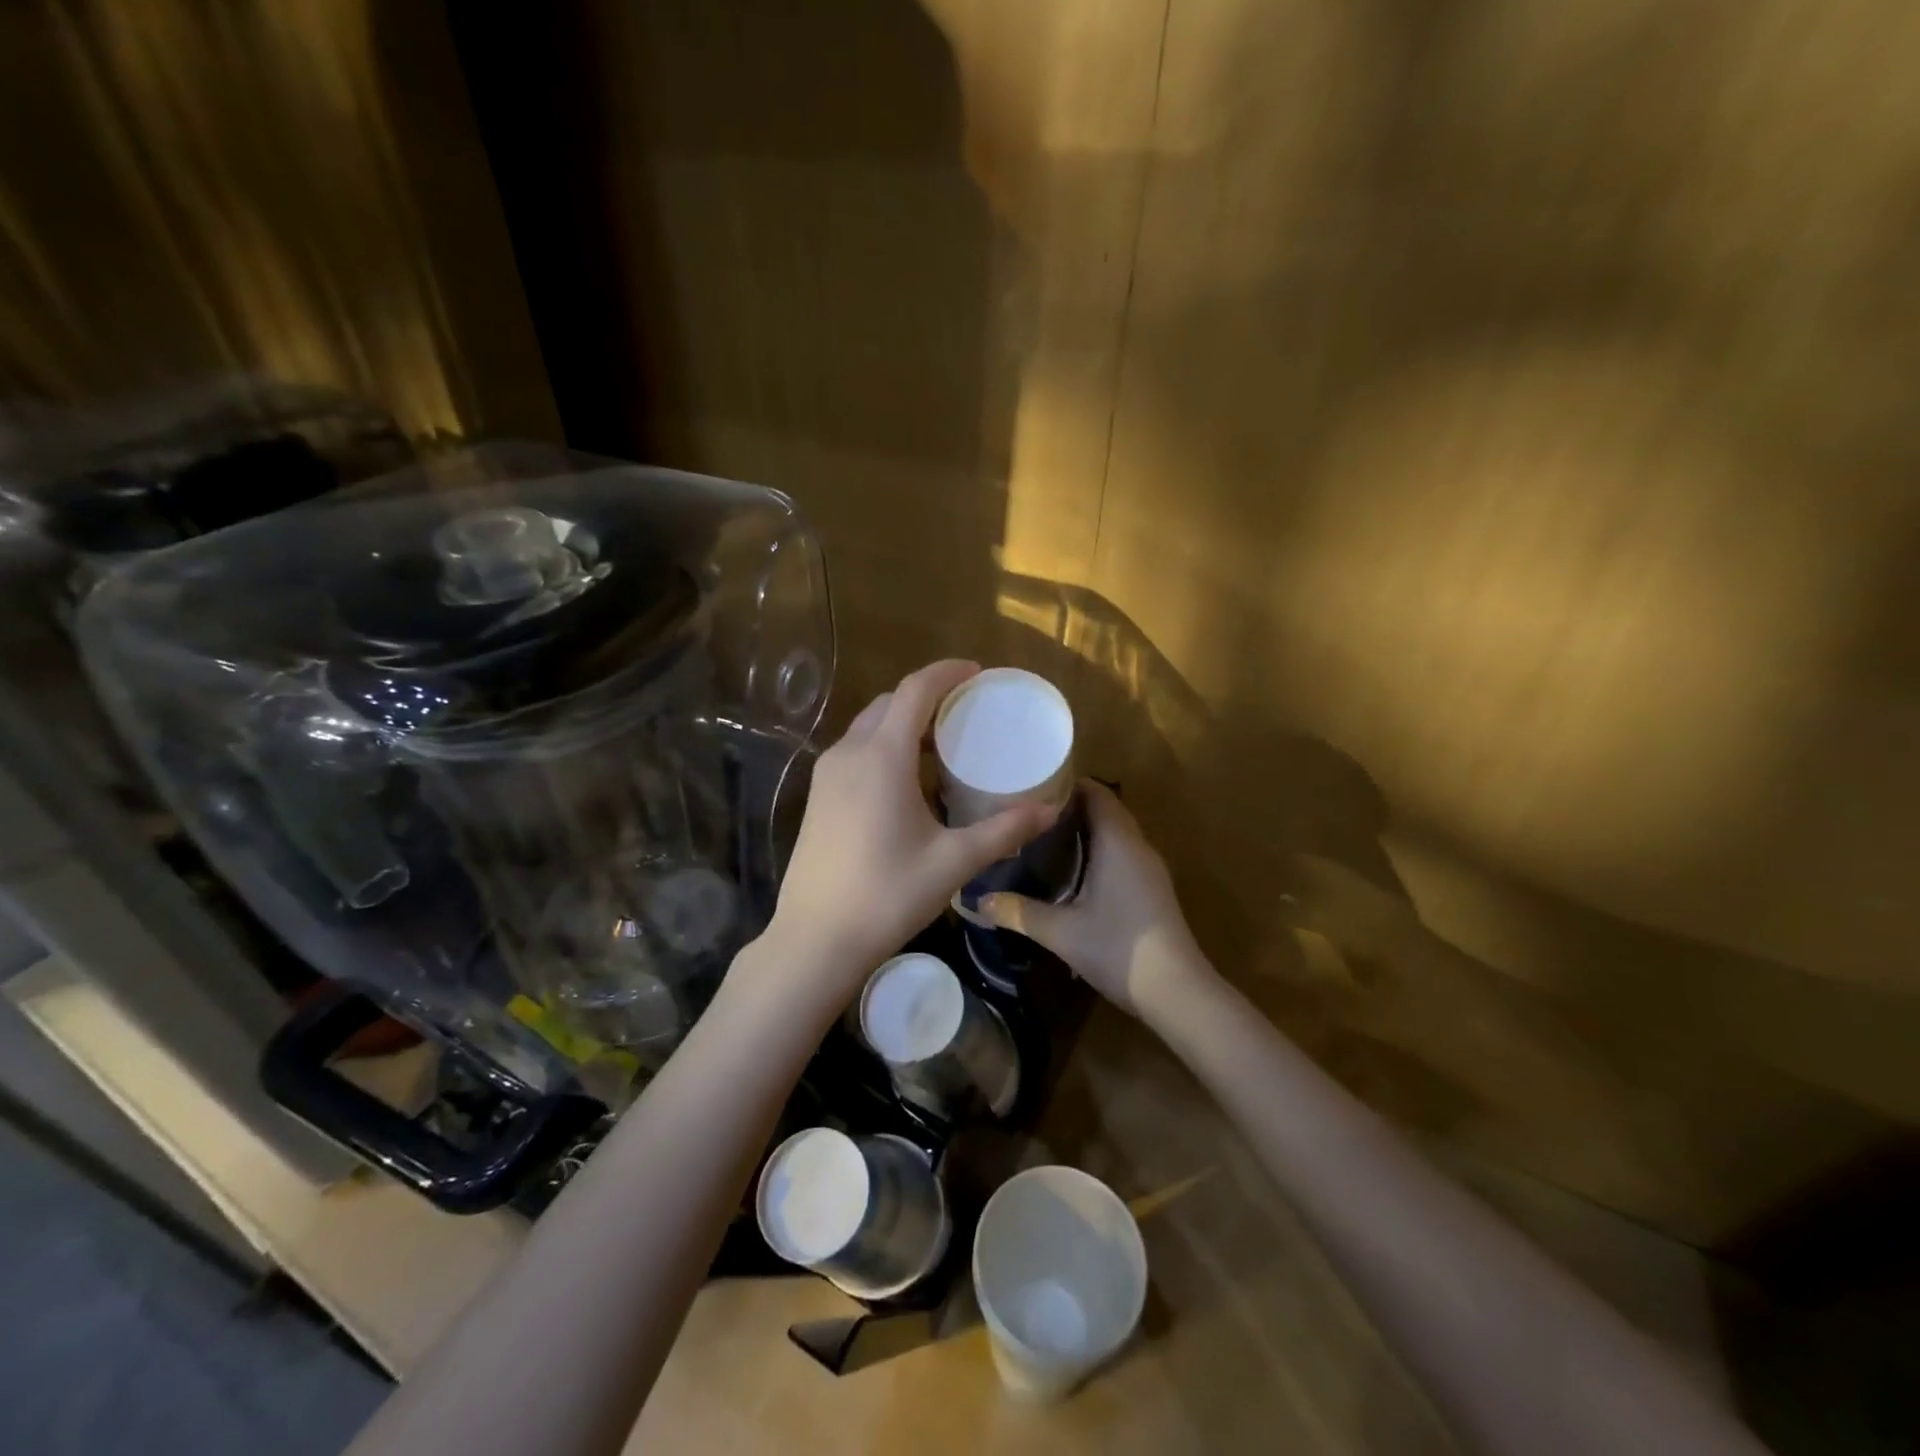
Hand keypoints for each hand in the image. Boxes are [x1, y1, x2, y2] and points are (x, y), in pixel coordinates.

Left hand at [763, 660, 1057, 999]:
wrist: (816, 939)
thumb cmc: (887, 895)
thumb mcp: (953, 861)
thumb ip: (1004, 830)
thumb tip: (1050, 810)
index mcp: (881, 757)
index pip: (914, 691)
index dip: (947, 673)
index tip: (977, 672)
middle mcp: (849, 753)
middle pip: (890, 703)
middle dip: (928, 696)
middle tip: (967, 710)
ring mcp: (827, 774)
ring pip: (870, 726)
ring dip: (904, 721)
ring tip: (943, 742)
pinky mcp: (819, 795)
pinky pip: (857, 750)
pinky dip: (886, 745)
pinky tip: (910, 778)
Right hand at [978, 781, 1206, 1018]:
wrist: (1177, 992)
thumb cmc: (1119, 950)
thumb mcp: (1061, 932)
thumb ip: (1019, 912)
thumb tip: (979, 900)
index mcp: (1117, 842)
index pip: (1095, 793)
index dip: (1065, 784)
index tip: (1030, 787)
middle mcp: (1136, 846)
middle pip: (1104, 809)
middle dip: (1068, 807)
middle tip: (1026, 814)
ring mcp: (1148, 868)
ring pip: (1114, 832)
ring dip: (1083, 830)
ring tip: (1040, 837)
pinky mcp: (1151, 888)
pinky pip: (1121, 853)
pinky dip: (1096, 850)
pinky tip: (1069, 871)